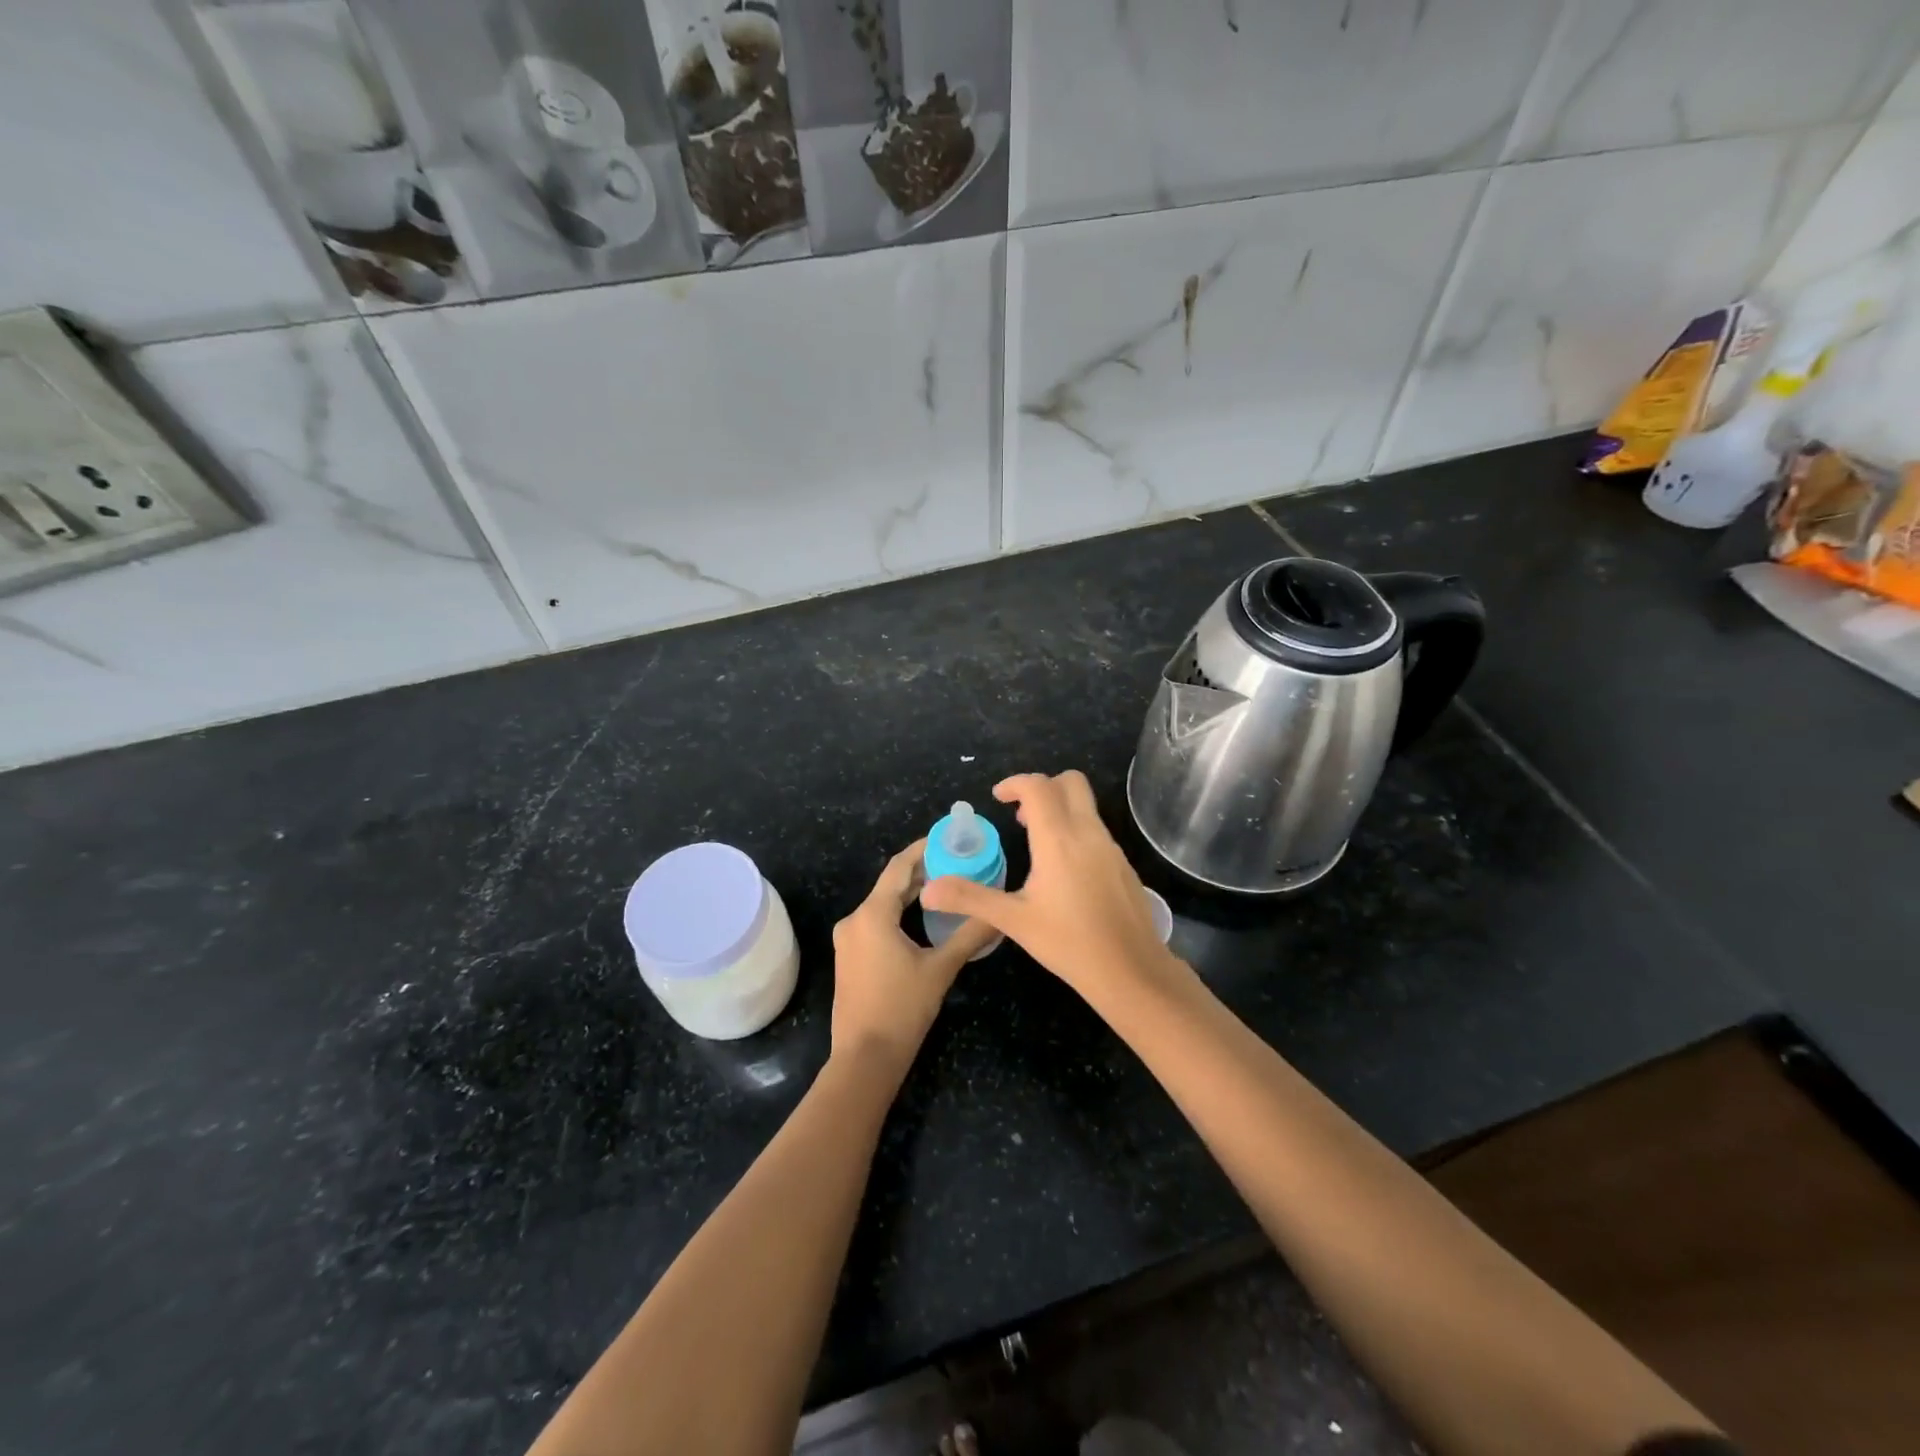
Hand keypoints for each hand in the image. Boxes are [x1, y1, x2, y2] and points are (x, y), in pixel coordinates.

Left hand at [830, 840, 994, 1071]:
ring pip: (882, 904)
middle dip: (922, 871)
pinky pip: (875, 921)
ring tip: (946, 884)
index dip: (923, 849)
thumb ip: (970, 935)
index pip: (899, 867)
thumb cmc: (902, 1008)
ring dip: (911, 893)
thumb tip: (999, 913)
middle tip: (956, 861)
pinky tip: (922, 917)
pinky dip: (898, 912)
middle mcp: (854, 920)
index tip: (949, 838)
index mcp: (872, 915)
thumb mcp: (941, 968)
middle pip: (890, 884)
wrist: (865, 1058)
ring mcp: (848, 940)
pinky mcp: (849, 957)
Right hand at [919, 772, 1187, 1006]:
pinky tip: (1064, 872)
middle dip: (1042, 787)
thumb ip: (970, 898)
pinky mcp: (1124, 865)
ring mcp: (1111, 847)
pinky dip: (1076, 831)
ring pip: (1086, 806)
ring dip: (1060, 810)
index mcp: (1059, 839)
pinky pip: (1097, 830)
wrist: (1132, 971)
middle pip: (1070, 782)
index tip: (998, 798)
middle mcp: (1088, 833)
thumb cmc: (1069, 943)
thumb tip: (928, 890)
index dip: (1015, 783)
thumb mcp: (1013, 921)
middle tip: (1020, 815)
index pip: (1038, 786)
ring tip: (1036, 844)